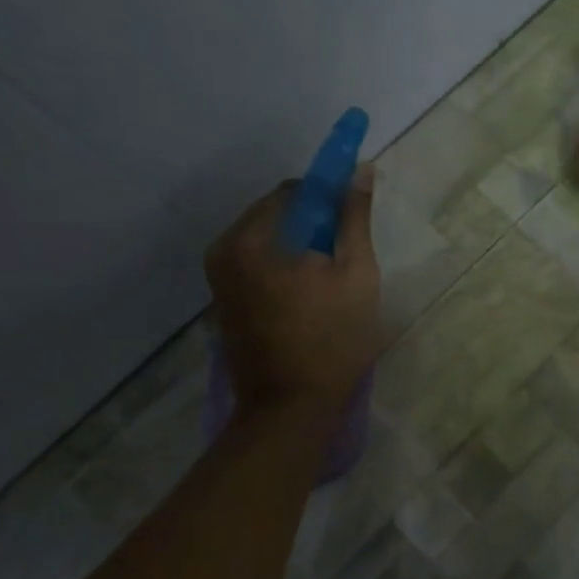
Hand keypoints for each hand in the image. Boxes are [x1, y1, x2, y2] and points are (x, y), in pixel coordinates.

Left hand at [204, 169, 381, 415]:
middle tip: (344, 258)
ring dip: (299, 248)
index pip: (294, 191)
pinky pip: (257, 264)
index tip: (353, 224)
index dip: (329, 199)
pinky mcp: (223, 301)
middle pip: (277, 214)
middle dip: (313, 226)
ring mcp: (218, 278)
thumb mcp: (356, 273)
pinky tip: (307, 298)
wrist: (290, 409)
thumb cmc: (331, 339)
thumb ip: (354, 218)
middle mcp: (224, 250)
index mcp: (251, 239)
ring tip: (328, 283)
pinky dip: (283, 268)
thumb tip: (360, 169)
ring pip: (268, 240)